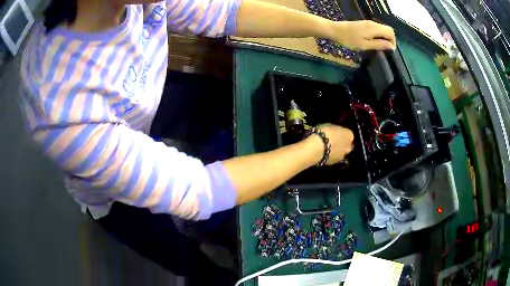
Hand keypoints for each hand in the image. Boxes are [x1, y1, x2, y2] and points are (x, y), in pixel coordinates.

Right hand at [306, 124, 353, 164]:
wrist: (316, 149)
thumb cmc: (324, 133)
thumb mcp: (330, 125)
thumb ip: (336, 129)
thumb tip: (335, 131)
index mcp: (349, 135)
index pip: (348, 133)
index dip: (341, 133)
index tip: (335, 132)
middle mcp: (348, 146)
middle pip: (347, 145)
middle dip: (341, 143)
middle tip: (332, 140)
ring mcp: (342, 156)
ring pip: (341, 152)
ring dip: (336, 150)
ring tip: (326, 148)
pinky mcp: (334, 163)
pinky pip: (334, 157)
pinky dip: (330, 156)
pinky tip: (323, 153)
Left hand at [330, 20, 395, 50]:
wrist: (335, 30)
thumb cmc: (349, 39)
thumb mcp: (365, 45)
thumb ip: (379, 44)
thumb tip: (391, 46)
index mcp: (375, 28)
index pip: (391, 32)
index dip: (393, 42)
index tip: (389, 51)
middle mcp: (373, 23)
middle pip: (388, 30)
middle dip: (389, 40)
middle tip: (384, 50)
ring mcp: (368, 23)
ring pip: (382, 29)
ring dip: (384, 38)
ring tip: (379, 47)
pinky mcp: (364, 24)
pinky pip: (376, 29)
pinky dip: (378, 35)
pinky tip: (373, 42)